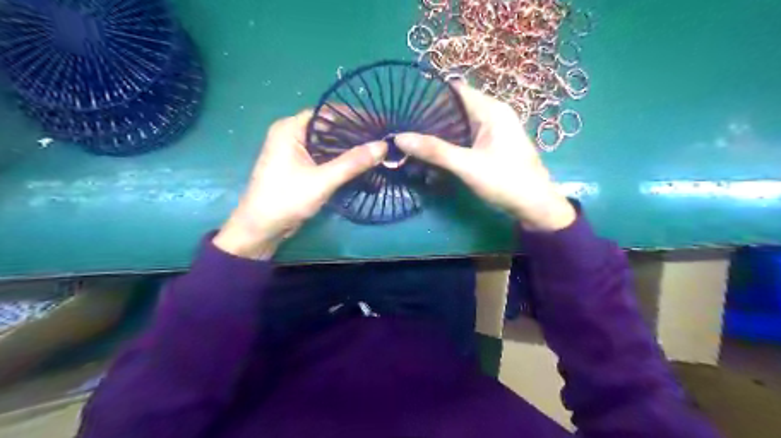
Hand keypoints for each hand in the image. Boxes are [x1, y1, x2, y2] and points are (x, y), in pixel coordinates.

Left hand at [213, 110, 385, 259]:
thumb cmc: (286, 199)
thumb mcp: (322, 180)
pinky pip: (324, 156)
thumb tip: (383, 146)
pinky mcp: (299, 166)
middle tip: (382, 138)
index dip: (354, 116)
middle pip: (329, 127)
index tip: (378, 122)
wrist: (261, 229)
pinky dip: (340, 159)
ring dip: (349, 147)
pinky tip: (359, 164)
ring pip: (328, 143)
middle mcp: (292, 134)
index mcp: (290, 128)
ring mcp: (294, 151)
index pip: (327, 113)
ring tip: (376, 150)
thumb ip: (353, 162)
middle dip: (354, 133)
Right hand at [398, 82, 570, 232]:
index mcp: (491, 109)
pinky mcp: (489, 146)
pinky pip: (463, 137)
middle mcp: (492, 114)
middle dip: (429, 116)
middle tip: (402, 124)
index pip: (455, 90)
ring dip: (437, 131)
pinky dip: (447, 143)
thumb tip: (399, 138)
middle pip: (454, 107)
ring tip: (410, 137)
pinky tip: (430, 152)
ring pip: (457, 124)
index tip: (403, 103)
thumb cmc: (505, 181)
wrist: (535, 207)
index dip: (429, 94)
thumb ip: (434, 151)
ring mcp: (491, 131)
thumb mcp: (467, 166)